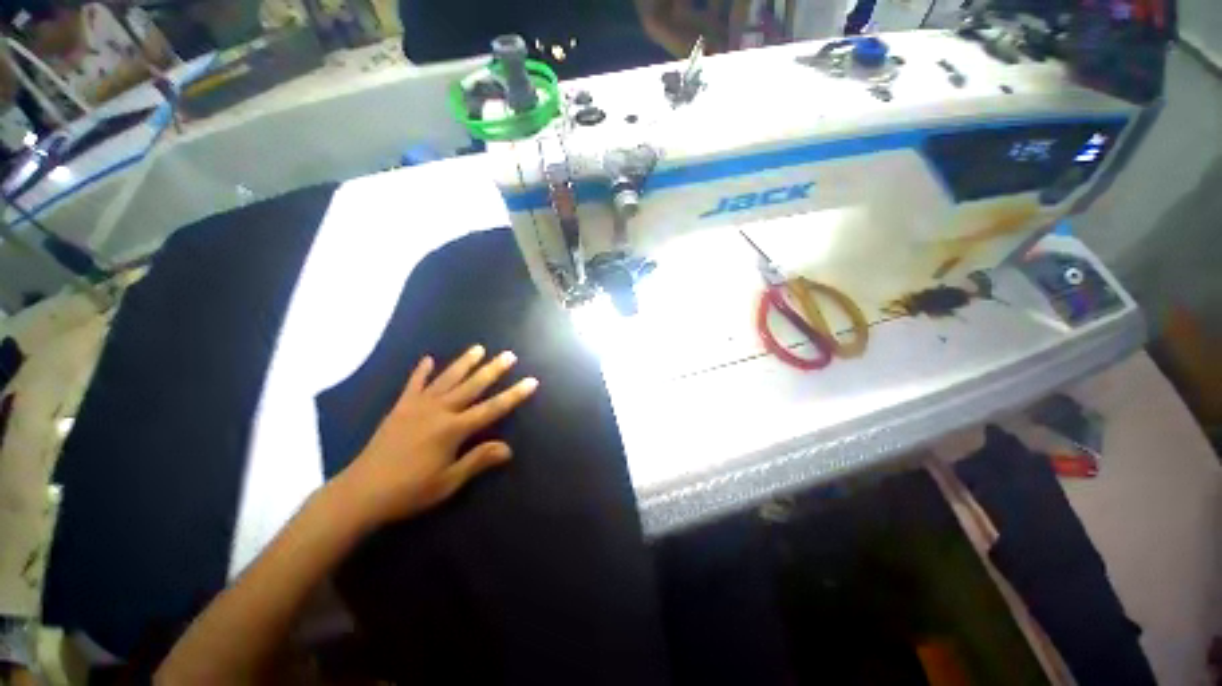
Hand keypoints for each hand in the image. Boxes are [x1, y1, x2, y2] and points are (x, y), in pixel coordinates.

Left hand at [333, 345, 538, 529]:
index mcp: (453, 429)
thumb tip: (508, 449)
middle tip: (509, 355)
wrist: (361, 493)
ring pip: (447, 379)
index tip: (531, 381)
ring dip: (464, 363)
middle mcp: (439, 411)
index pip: (492, 408)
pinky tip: (428, 359)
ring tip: (478, 348)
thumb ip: (478, 460)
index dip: (514, 395)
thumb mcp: (448, 481)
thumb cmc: (409, 491)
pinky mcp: (400, 408)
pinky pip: (413, 385)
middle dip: (493, 370)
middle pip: (472, 386)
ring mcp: (417, 406)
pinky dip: (421, 371)